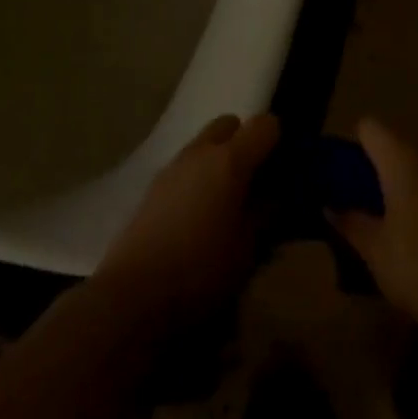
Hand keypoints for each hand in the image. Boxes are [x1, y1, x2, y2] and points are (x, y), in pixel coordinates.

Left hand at [96, 113, 279, 329]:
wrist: (133, 294)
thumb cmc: (201, 269)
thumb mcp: (248, 248)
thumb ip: (266, 213)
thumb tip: (275, 196)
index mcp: (230, 160)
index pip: (264, 124)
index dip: (278, 140)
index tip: (284, 167)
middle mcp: (200, 152)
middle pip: (229, 124)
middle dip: (245, 141)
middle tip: (254, 180)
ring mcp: (172, 167)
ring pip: (204, 145)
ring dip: (219, 160)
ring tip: (226, 202)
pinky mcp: (153, 187)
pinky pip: (185, 168)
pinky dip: (198, 178)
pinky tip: (198, 216)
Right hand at [328, 118, 417, 343]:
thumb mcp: (375, 250)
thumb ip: (350, 222)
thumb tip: (330, 206)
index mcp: (402, 161)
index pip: (369, 128)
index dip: (352, 146)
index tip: (341, 177)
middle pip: (394, 146)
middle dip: (374, 168)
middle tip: (358, 203)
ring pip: (417, 168)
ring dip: (400, 185)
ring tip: (386, 222)